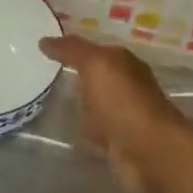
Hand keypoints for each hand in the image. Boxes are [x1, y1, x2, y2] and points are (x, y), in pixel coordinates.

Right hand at [39, 33, 182, 192]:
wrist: (150, 152)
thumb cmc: (124, 102)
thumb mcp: (96, 65)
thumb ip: (72, 50)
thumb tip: (44, 40)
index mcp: (124, 64)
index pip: (95, 51)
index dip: (72, 49)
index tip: (44, 49)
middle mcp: (125, 88)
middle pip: (95, 79)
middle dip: (75, 77)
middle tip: (42, 75)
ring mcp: (122, 117)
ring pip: (94, 106)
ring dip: (78, 106)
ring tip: (47, 102)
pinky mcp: (116, 144)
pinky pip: (93, 132)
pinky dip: (82, 131)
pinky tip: (64, 129)